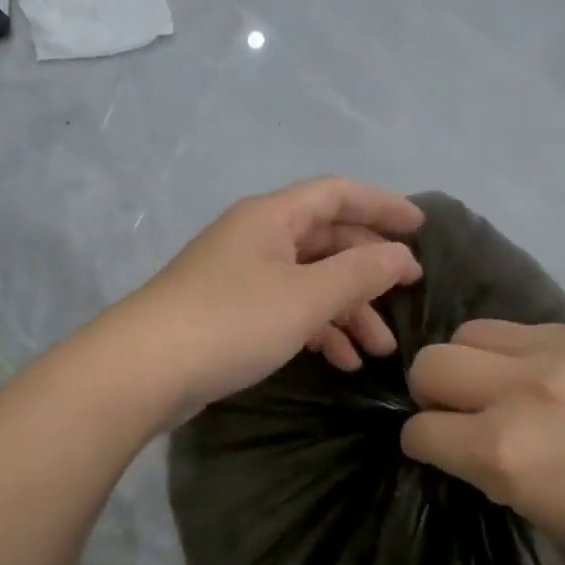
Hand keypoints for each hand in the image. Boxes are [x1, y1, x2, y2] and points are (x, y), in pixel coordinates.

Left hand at [114, 177, 424, 416]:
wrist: (143, 370)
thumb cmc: (231, 321)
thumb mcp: (306, 296)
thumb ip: (360, 273)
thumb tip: (403, 255)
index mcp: (272, 217)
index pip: (339, 194)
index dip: (383, 206)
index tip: (421, 229)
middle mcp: (256, 237)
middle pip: (327, 241)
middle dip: (369, 273)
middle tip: (404, 302)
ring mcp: (240, 276)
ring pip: (309, 281)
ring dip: (346, 311)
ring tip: (378, 351)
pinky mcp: (229, 313)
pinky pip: (286, 309)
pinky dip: (316, 329)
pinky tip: (339, 361)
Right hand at [400, 321, 564, 564]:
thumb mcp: (548, 519)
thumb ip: (495, 470)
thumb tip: (469, 443)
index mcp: (507, 451)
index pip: (422, 430)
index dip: (423, 445)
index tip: (440, 453)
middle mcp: (523, 389)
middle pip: (432, 364)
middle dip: (433, 394)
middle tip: (465, 417)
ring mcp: (564, 352)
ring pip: (473, 333)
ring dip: (473, 364)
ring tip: (505, 391)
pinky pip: (528, 330)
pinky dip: (521, 354)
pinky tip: (555, 381)